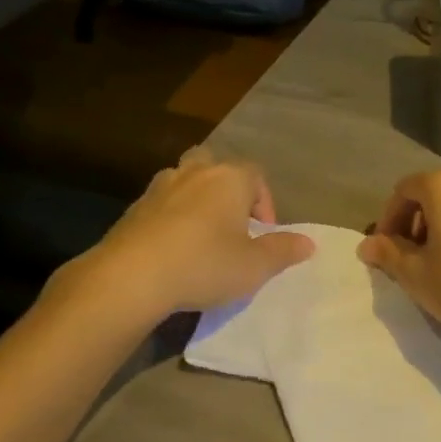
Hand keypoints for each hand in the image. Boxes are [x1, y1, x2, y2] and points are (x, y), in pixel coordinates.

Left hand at [73, 148, 313, 320]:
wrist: (131, 276)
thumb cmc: (204, 265)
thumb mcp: (255, 266)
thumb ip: (283, 251)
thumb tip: (309, 242)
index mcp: (229, 179)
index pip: (256, 176)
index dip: (265, 204)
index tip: (263, 235)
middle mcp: (195, 173)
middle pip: (216, 165)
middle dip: (227, 189)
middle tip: (231, 223)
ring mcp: (159, 187)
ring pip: (184, 179)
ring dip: (196, 199)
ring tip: (201, 234)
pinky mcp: (133, 208)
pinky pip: (161, 203)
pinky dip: (170, 217)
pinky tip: (172, 249)